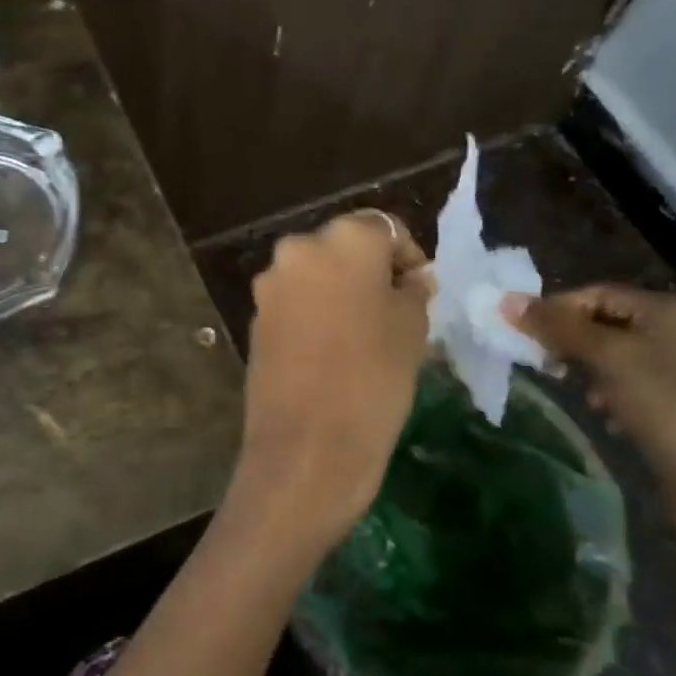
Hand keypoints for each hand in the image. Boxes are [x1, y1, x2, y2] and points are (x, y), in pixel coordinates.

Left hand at [229, 211, 432, 554]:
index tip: (420, 290)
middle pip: (344, 248)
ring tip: (365, 334)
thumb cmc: (375, 378)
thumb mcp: (412, 328)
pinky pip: (295, 303)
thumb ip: (412, 290)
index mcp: (342, 239)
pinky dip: (315, 314)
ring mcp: (270, 285)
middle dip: (370, 272)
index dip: (407, 256)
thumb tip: (409, 279)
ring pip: (317, 276)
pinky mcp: (255, 319)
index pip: (384, 228)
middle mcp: (298, 249)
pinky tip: (333, 351)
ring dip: (340, 293)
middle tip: (395, 310)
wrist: (307, 447)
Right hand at [502, 285, 675, 544]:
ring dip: (595, 370)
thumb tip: (506, 300)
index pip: (600, 293)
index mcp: (674, 307)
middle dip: (576, 343)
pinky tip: (608, 415)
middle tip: (550, 366)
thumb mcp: (604, 357)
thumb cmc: (661, 404)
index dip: (558, 310)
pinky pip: (643, 381)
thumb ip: (556, 326)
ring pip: (626, 354)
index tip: (528, 336)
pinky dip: (618, 391)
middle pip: (613, 322)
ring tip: (582, 395)